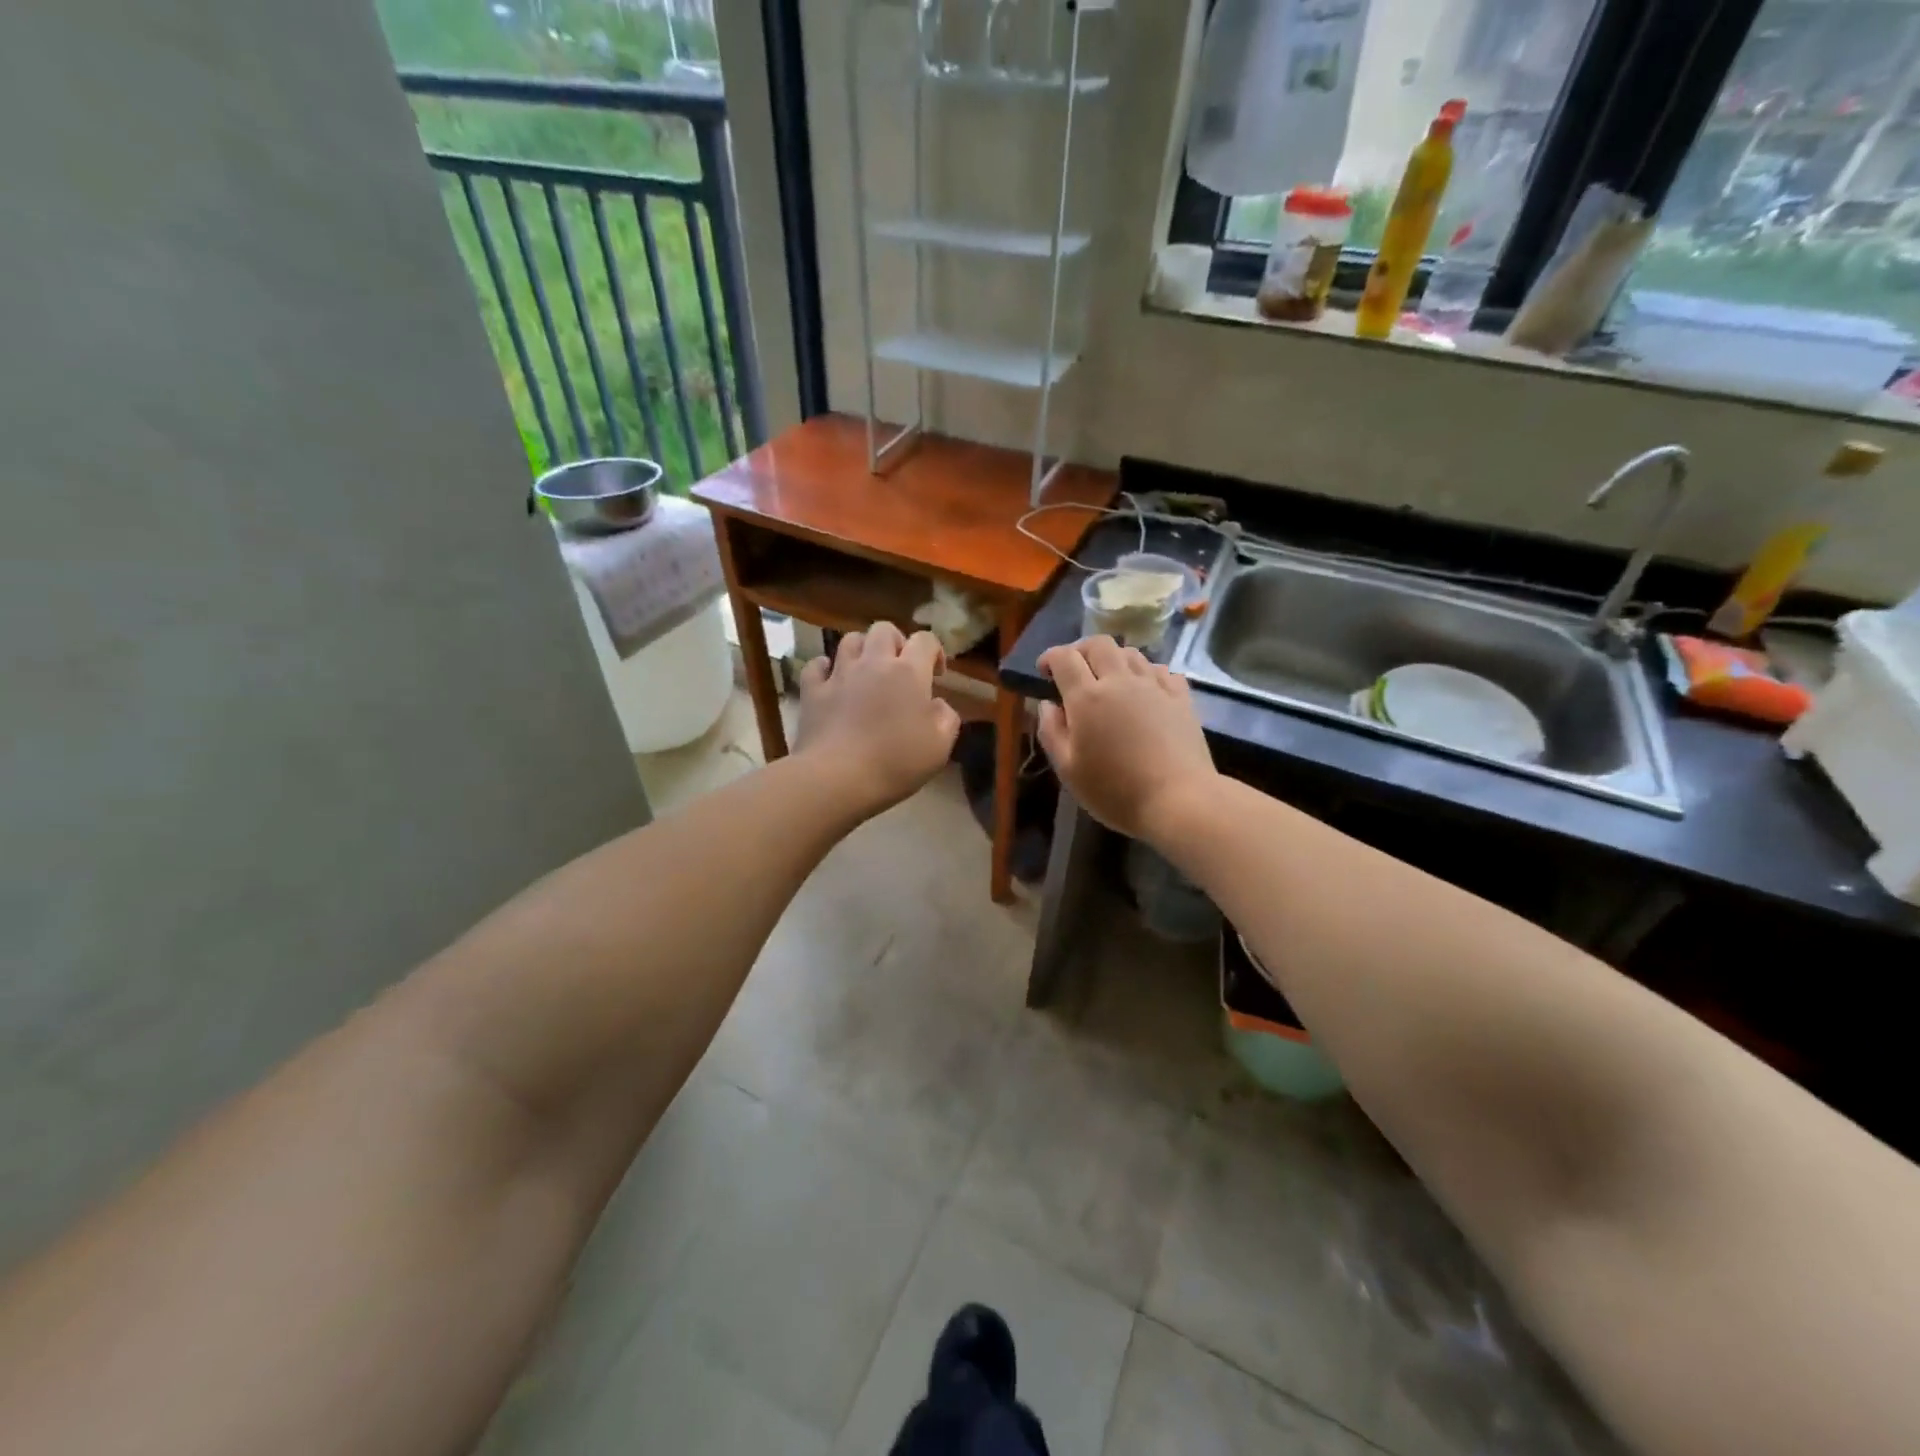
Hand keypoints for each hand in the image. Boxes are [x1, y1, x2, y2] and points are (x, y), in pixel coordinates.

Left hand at [795, 622, 961, 816]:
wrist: (838, 777)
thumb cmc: (896, 762)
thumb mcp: (940, 746)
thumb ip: (946, 718)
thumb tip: (938, 705)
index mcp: (909, 672)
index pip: (925, 640)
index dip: (935, 651)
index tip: (936, 674)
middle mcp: (873, 663)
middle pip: (884, 630)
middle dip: (896, 642)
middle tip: (900, 668)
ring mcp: (839, 675)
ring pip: (849, 640)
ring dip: (862, 650)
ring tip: (867, 671)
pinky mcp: (812, 692)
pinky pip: (816, 666)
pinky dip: (825, 668)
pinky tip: (831, 680)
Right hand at [1036, 636, 1217, 840]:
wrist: (1179, 801)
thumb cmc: (1115, 791)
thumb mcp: (1068, 770)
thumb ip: (1051, 731)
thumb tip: (1047, 705)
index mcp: (1087, 697)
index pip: (1064, 657)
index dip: (1050, 657)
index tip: (1044, 671)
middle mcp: (1120, 681)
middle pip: (1099, 644)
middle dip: (1081, 650)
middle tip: (1074, 670)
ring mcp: (1154, 686)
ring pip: (1131, 653)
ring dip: (1113, 659)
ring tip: (1108, 681)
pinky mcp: (1181, 698)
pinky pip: (1161, 670)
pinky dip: (1146, 672)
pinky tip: (1144, 691)